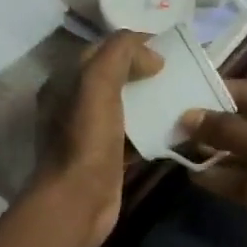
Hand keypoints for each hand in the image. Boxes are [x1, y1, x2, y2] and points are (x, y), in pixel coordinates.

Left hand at [31, 32, 162, 246]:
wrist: (78, 201)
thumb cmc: (86, 140)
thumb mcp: (98, 83)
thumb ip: (120, 54)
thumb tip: (151, 55)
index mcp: (64, 82)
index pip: (101, 50)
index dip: (133, 45)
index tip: (167, 48)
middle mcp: (72, 105)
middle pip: (114, 78)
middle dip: (145, 72)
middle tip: (178, 72)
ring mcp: (89, 134)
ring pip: (126, 107)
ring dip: (151, 101)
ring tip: (182, 96)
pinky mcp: (107, 158)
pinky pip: (133, 135)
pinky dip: (152, 129)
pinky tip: (175, 129)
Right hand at [182, 80, 246, 246]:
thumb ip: (232, 133)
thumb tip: (189, 116)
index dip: (237, 92)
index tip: (201, 90)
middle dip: (222, 124)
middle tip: (184, 119)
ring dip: (217, 151)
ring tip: (182, 144)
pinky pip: (245, 182)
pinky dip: (222, 177)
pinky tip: (194, 172)